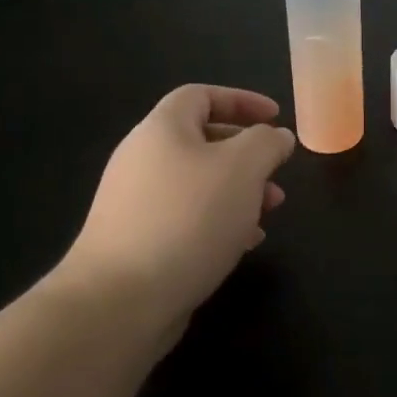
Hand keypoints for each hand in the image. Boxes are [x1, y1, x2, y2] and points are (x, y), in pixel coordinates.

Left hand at [50, 85, 295, 342]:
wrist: (120, 300)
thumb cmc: (188, 218)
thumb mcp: (243, 168)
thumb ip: (267, 143)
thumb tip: (277, 136)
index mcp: (162, 129)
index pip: (201, 95)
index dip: (242, 100)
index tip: (276, 118)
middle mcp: (142, 159)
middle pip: (201, 140)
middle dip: (247, 153)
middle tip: (277, 171)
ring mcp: (135, 202)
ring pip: (198, 182)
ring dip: (238, 190)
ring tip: (270, 211)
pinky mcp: (136, 241)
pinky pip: (185, 217)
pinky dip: (218, 220)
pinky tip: (243, 243)